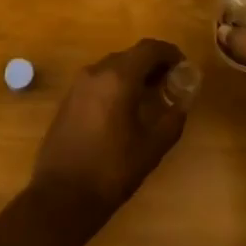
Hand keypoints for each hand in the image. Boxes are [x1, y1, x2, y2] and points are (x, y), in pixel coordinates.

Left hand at [30, 38, 188, 230]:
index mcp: (118, 78)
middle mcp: (95, 72)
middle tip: (171, 84)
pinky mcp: (68, 100)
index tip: (184, 67)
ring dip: (134, 74)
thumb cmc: (112, 170)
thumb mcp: (152, 146)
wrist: (61, 196)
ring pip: (113, 67)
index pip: (149, 49)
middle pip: (130, 55)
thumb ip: (173, 117)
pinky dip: (116, 84)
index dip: (170, 53)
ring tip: (151, 96)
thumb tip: (184, 100)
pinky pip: (98, 81)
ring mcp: (78, 85)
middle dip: (153, 64)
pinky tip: (125, 108)